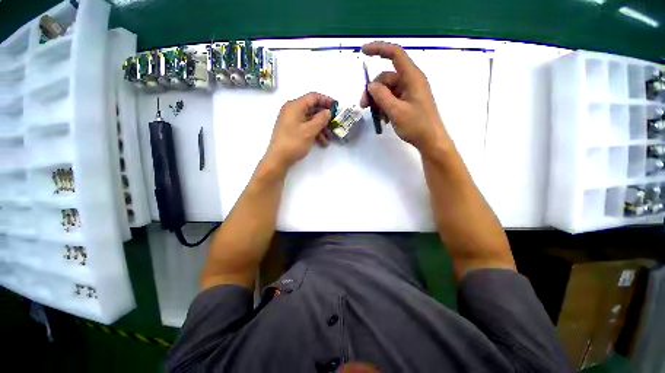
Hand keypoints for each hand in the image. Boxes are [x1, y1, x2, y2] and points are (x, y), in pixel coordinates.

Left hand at [265, 92, 334, 169]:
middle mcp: (292, 110)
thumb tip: (328, 112)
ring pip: (310, 119)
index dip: (326, 100)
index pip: (313, 97)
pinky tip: (322, 142)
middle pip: (312, 108)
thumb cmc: (294, 143)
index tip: (337, 107)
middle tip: (335, 124)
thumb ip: (321, 119)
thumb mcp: (310, 131)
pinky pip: (306, 126)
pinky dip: (314, 132)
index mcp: (295, 106)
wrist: (278, 159)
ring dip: (321, 127)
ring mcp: (291, 120)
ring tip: (329, 138)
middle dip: (324, 117)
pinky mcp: (292, 129)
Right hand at [360, 42, 450, 155]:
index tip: (363, 52)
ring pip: (387, 90)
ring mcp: (409, 92)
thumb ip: (382, 97)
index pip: (395, 54)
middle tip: (363, 106)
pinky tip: (383, 119)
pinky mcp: (407, 101)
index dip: (379, 49)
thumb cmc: (416, 126)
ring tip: (375, 116)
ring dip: (378, 101)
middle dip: (373, 90)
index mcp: (412, 78)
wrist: (430, 140)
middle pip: (386, 78)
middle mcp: (410, 81)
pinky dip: (384, 107)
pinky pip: (391, 99)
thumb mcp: (396, 111)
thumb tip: (370, 85)